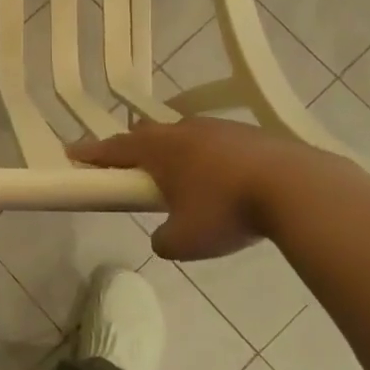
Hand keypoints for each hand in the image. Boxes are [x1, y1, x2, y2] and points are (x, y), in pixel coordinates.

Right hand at [67, 118, 305, 259]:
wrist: (296, 188)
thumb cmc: (227, 211)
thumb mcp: (185, 241)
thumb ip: (164, 240)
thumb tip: (164, 238)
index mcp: (158, 150)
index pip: (113, 149)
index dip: (91, 153)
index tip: (72, 152)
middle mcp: (183, 131)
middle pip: (147, 134)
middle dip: (134, 147)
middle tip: (130, 165)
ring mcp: (219, 128)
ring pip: (184, 134)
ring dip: (175, 150)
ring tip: (181, 175)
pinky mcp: (251, 134)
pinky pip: (216, 141)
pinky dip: (210, 156)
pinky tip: (224, 177)